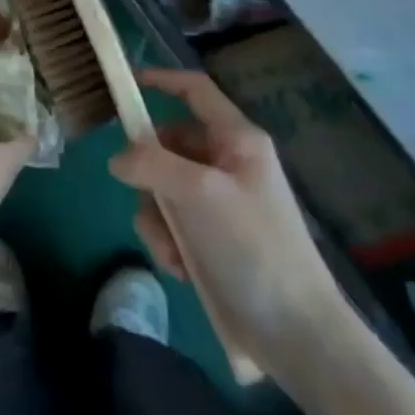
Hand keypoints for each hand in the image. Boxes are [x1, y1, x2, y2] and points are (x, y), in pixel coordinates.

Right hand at [110, 67, 348, 379]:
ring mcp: (222, 202)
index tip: (125, 84)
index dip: (162, 79)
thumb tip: (117, 159)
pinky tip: (182, 269)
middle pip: (169, 145)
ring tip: (172, 251)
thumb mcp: (196, 195)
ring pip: (164, 188)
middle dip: (150, 176)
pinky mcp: (214, 238)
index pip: (195, 90)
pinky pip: (173, 223)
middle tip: (148, 201)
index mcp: (237, 140)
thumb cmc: (252, 249)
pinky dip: (169, 243)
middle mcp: (230, 163)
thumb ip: (149, 163)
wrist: (298, 334)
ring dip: (158, 219)